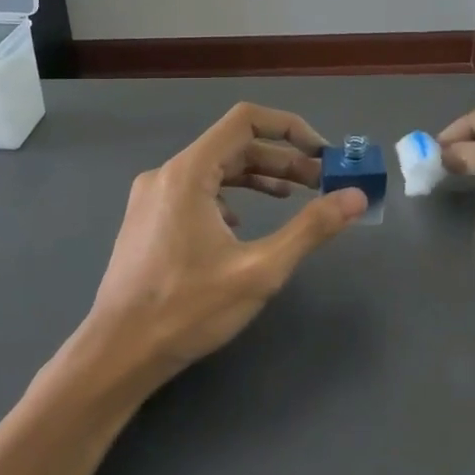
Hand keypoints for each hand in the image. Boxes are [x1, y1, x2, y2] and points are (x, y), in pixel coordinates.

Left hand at [80, 103, 366, 387]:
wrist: (118, 353)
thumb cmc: (188, 310)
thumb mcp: (259, 270)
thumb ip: (311, 229)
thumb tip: (356, 198)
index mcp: (188, 173)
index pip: (245, 121)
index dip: (290, 128)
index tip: (322, 154)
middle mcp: (166, 174)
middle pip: (233, 146)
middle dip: (281, 160)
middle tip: (321, 183)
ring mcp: (152, 196)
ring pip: (215, 169)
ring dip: (258, 177)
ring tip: (295, 197)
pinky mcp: (147, 219)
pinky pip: (196, 190)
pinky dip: (230, 195)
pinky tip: (244, 222)